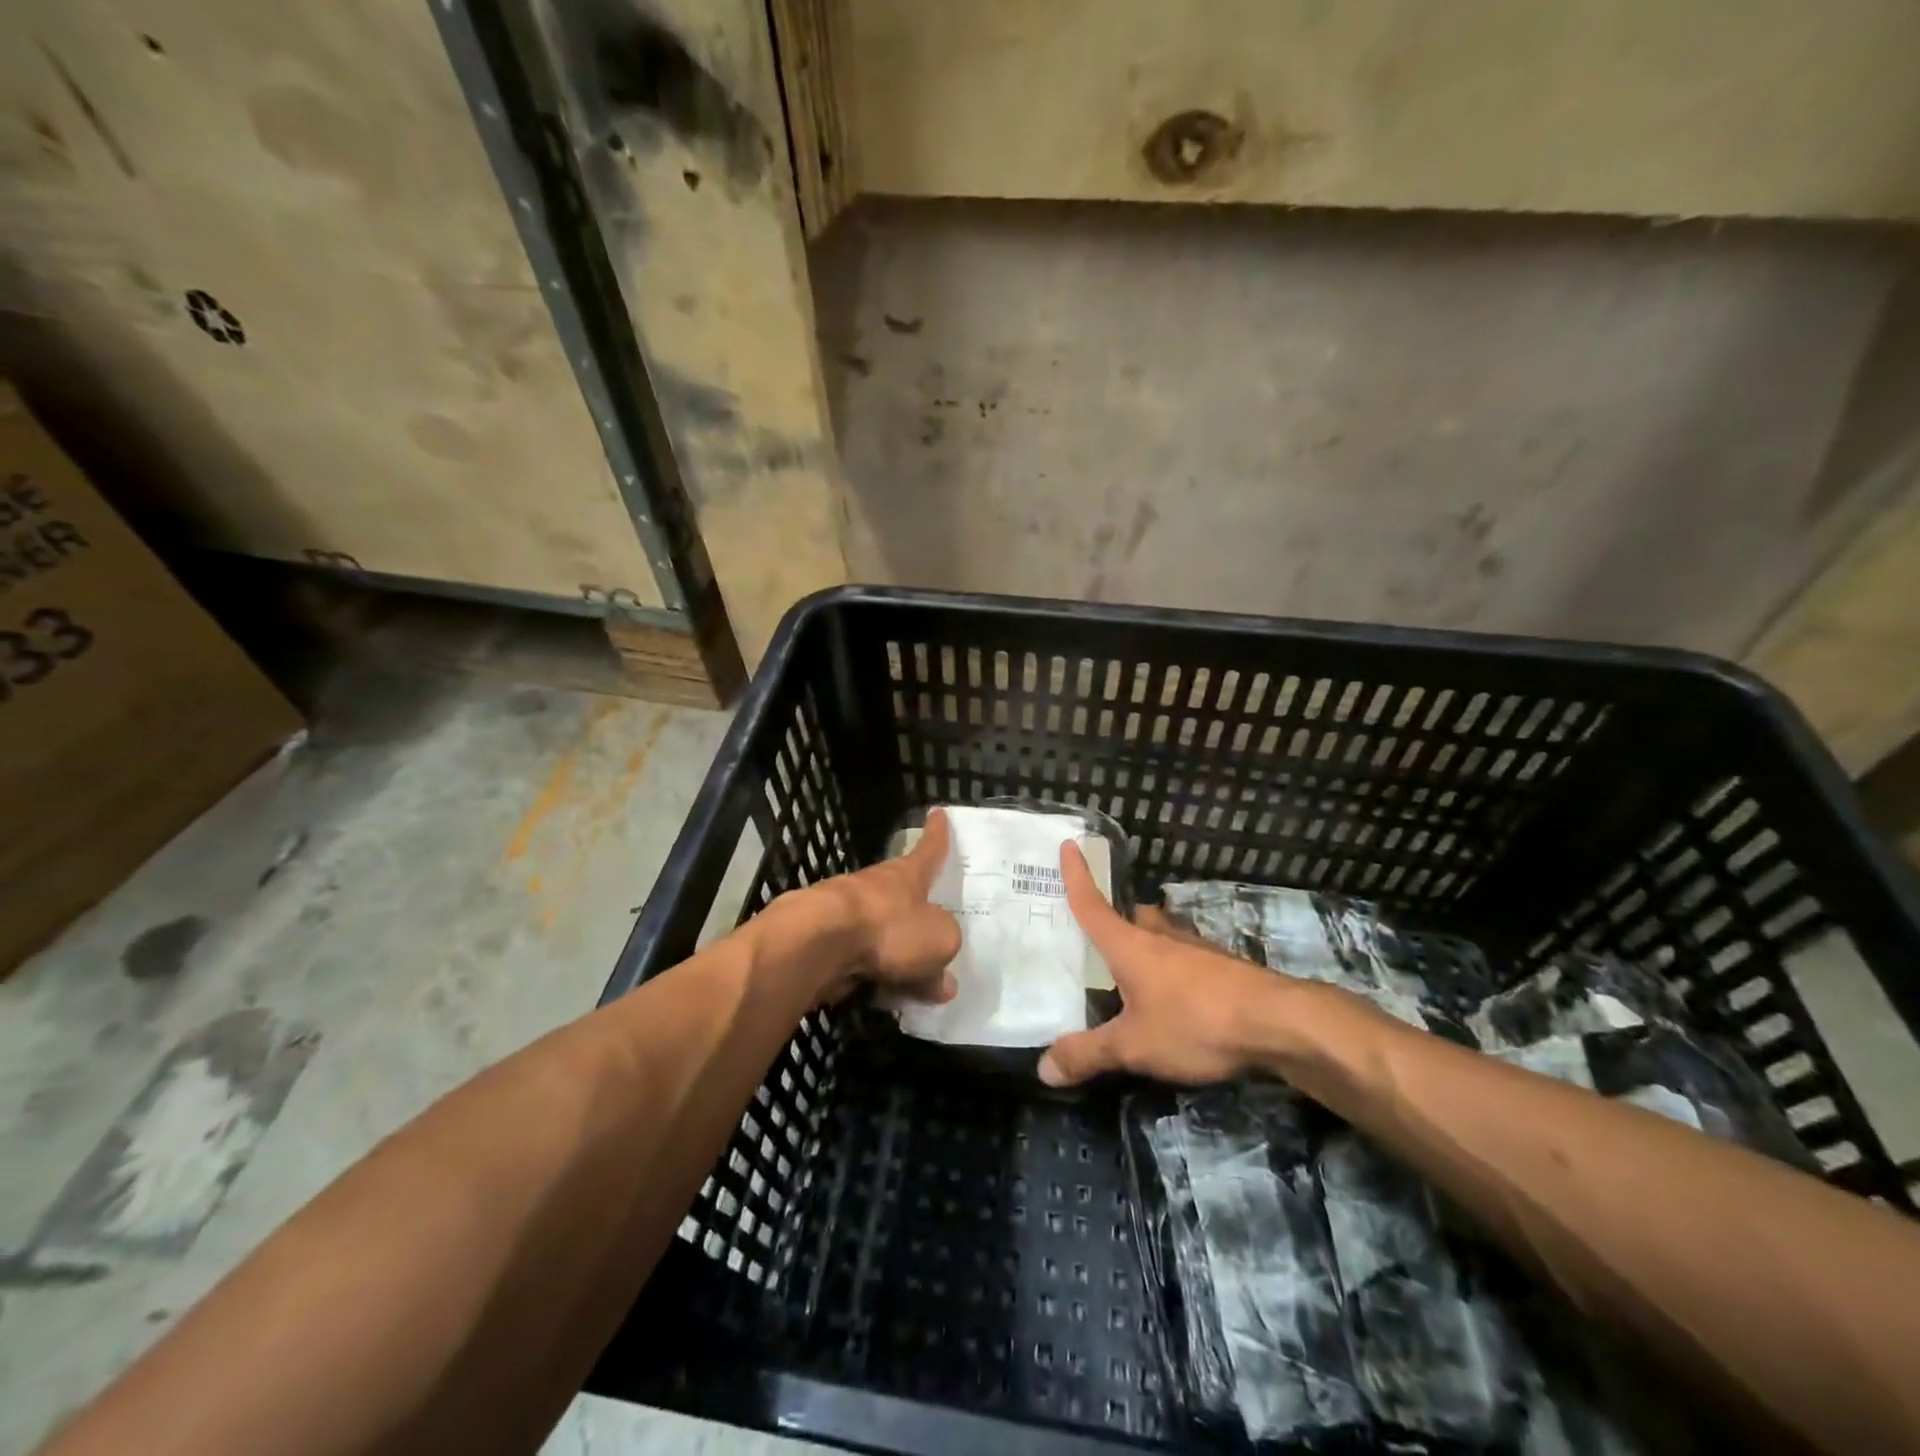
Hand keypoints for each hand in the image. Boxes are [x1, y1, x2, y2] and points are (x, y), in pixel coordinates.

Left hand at [808, 808, 961, 1005]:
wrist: (817, 943)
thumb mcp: (938, 940)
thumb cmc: (887, 927)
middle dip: (915, 913)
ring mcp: (844, 914)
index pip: (928, 850)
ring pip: (879, 932)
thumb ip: (944, 954)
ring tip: (911, 981)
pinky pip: (859, 960)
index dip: (936, 834)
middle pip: (902, 897)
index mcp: (906, 876)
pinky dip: (871, 975)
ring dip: (893, 952)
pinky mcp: (823, 944)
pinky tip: (880, 996)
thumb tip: (942, 981)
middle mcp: (875, 887)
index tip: (938, 813)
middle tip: (932, 933)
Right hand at [1038, 842, 1287, 1085]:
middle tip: (1100, 939)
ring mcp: (1197, 950)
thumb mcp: (1133, 1046)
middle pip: (1132, 919)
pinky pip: (1188, 960)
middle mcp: (1161, 938)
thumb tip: (1043, 1069)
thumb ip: (1089, 1055)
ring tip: (1136, 973)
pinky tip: (1179, 998)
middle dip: (1117, 922)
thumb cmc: (1195, 1022)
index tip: (1069, 844)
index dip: (1076, 876)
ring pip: (1163, 936)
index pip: (1093, 904)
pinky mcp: (1225, 968)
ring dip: (1149, 945)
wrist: (1280, 1022)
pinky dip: (1176, 970)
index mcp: (1130, 946)